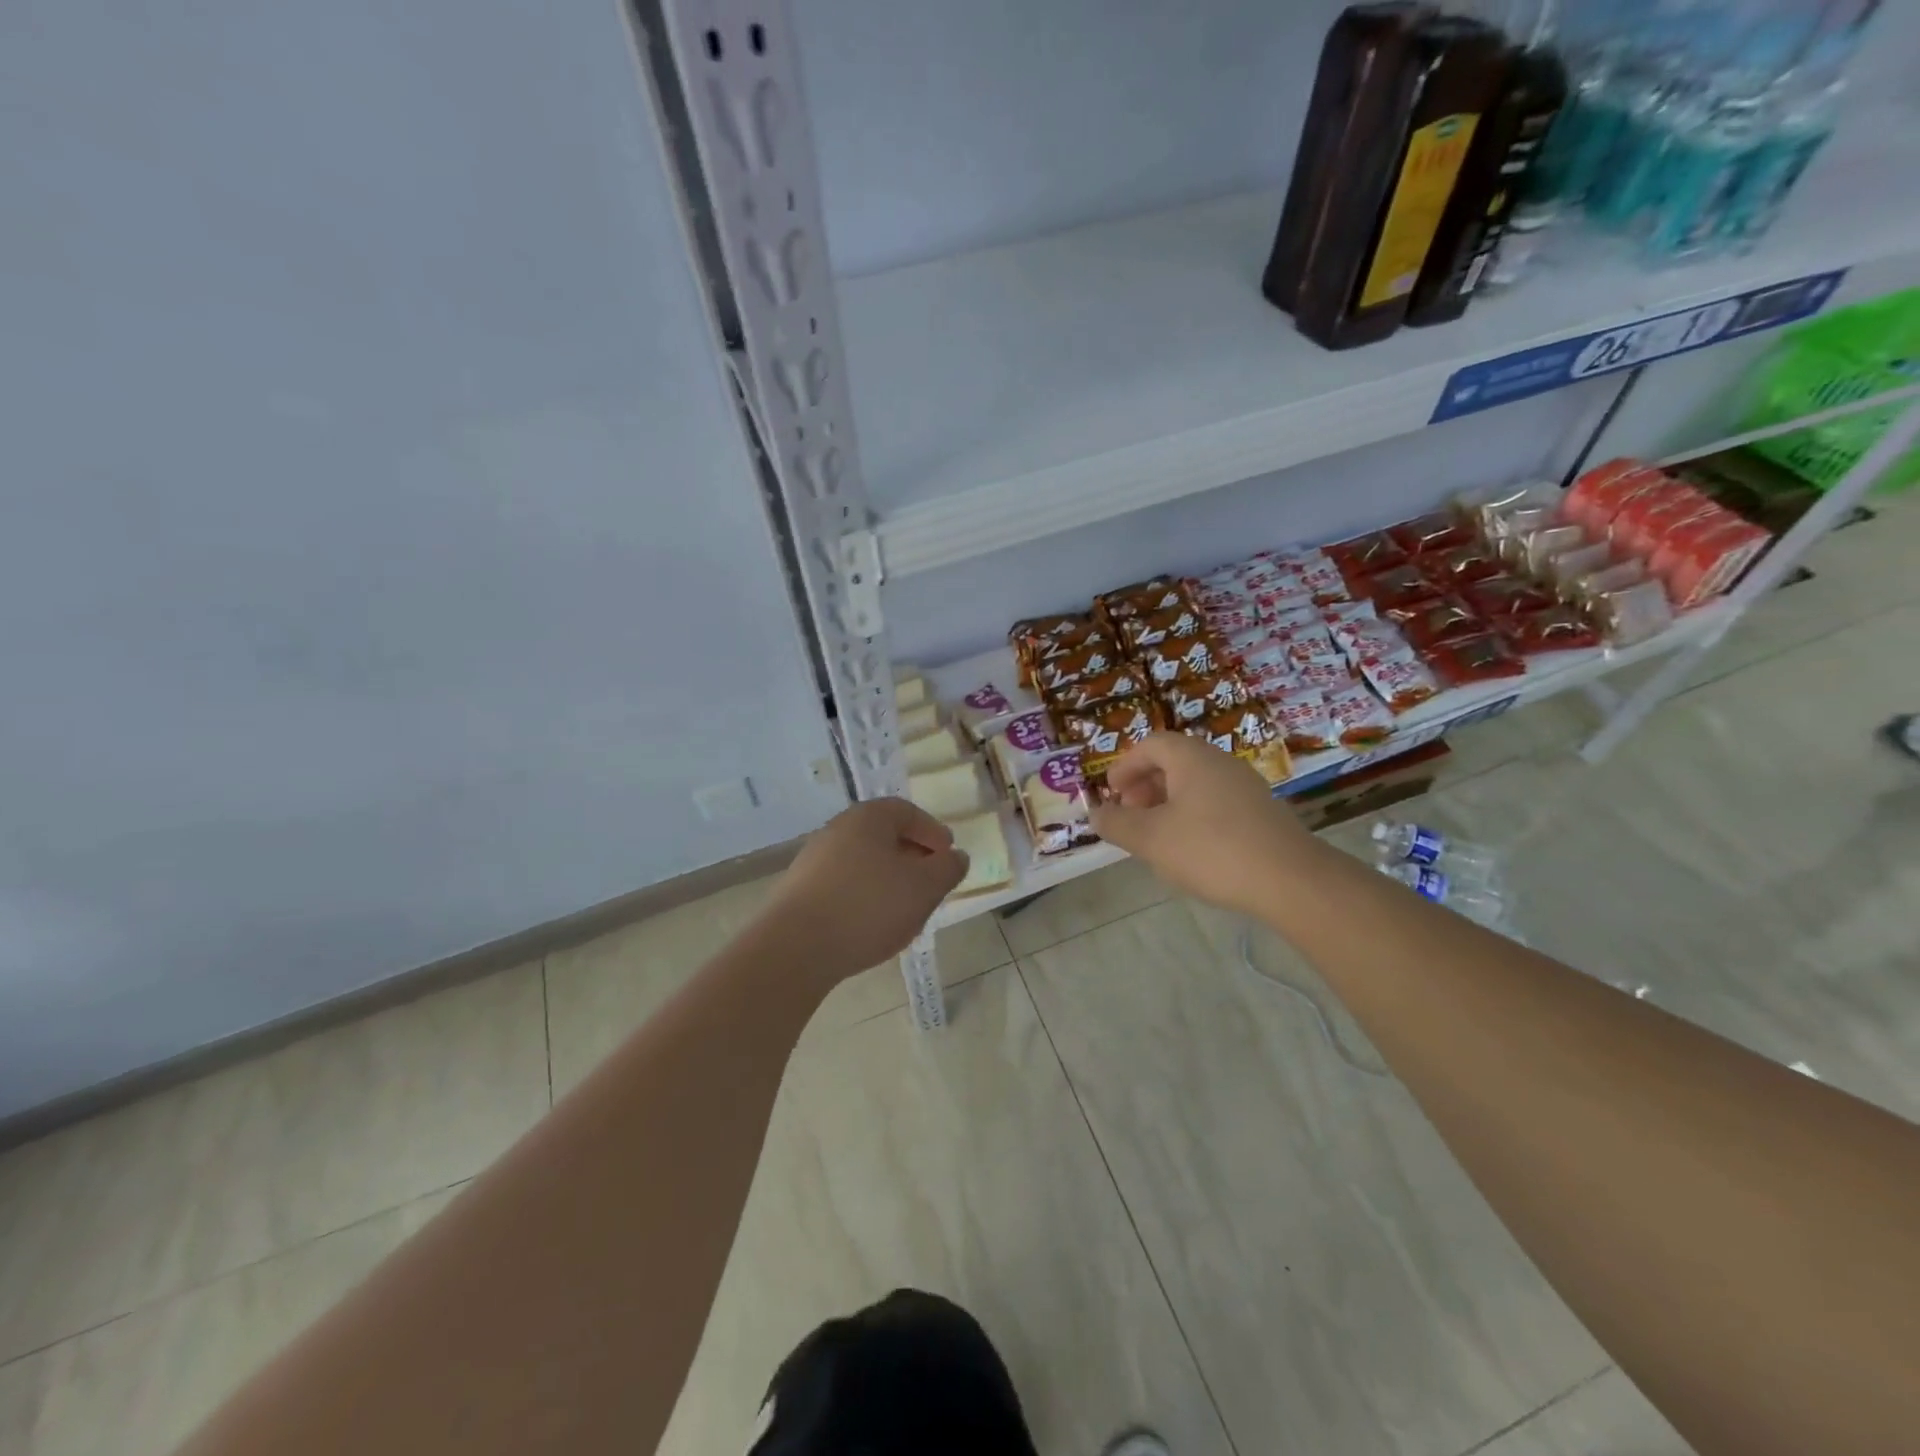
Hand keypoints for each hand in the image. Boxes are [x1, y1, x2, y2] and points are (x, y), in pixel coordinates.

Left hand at [760, 798, 968, 980]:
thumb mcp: (924, 887)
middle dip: (912, 859)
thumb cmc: (868, 906)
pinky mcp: (800, 891)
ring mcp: (814, 860)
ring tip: (905, 911)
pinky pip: (844, 886)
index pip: (907, 812)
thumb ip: (947, 868)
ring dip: (889, 882)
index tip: (948, 857)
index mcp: (868, 817)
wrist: (794, 948)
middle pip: (884, 836)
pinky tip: (872, 926)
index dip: (932, 832)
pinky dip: (865, 898)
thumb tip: (955, 857)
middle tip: (931, 885)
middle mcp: (837, 829)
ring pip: (864, 863)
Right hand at [1088, 732, 1315, 917]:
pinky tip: (1190, 851)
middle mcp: (1221, 763)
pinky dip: (1193, 817)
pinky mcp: (1262, 814)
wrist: (1291, 880)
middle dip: (1145, 786)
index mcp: (1193, 758)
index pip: (1152, 744)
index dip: (1126, 765)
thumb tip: (1095, 813)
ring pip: (1196, 785)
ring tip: (1155, 836)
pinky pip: (1216, 804)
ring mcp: (1246, 788)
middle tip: (1130, 814)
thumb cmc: (1211, 850)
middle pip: (1175, 762)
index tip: (1111, 793)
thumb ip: (1117, 824)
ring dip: (1168, 804)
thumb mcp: (1151, 839)